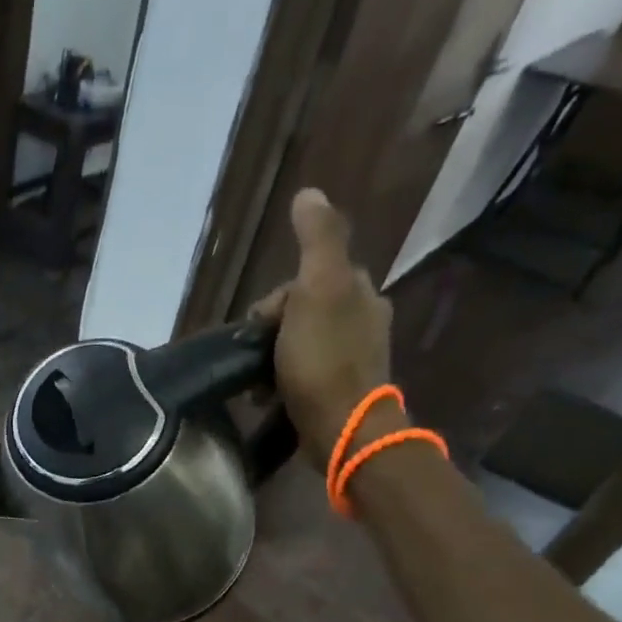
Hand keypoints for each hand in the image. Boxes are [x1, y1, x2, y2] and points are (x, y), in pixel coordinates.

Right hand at [249, 189, 393, 446]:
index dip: (276, 300)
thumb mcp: (317, 289)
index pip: (308, 279)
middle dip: (273, 330)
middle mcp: (364, 320)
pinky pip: (307, 373)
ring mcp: (355, 359)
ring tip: (258, 383)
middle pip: (304, 311)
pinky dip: (285, 380)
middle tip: (256, 357)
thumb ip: (317, 239)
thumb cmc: (323, 360)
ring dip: (275, 357)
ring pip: (303, 342)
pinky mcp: (342, 392)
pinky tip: (270, 397)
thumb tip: (309, 192)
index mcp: (361, 292)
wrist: (341, 429)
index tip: (261, 327)